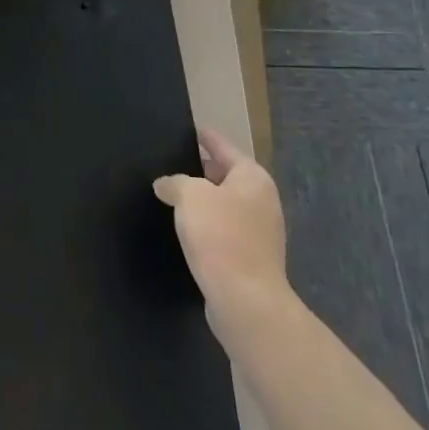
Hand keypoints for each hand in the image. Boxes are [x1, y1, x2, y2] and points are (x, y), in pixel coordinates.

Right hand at [154, 127, 288, 319]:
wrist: (246, 301)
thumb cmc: (221, 237)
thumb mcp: (190, 196)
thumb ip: (175, 182)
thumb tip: (167, 185)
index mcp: (252, 177)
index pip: (223, 146)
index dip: (204, 136)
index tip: (187, 128)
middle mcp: (261, 200)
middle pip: (225, 175)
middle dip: (199, 171)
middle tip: (169, 164)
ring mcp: (260, 232)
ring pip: (223, 205)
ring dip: (201, 202)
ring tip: (170, 197)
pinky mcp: (251, 259)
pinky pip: (224, 231)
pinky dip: (206, 227)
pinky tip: (184, 231)